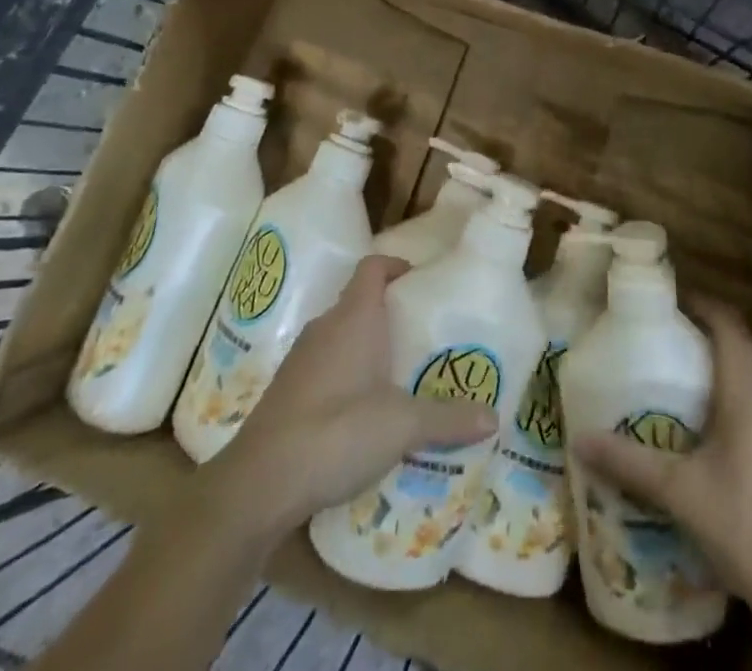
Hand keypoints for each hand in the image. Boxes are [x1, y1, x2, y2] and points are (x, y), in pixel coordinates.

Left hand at [211, 255, 496, 531]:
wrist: (257, 484)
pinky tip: (363, 410)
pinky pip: (324, 366)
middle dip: (389, 312)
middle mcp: (325, 328)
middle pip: (359, 301)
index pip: (373, 267)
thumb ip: (448, 419)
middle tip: (422, 333)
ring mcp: (301, 360)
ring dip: (367, 346)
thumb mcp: (402, 425)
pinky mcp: (286, 392)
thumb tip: (494, 417)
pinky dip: (345, 375)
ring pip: (340, 336)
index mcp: (354, 317)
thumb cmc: (336, 432)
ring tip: (400, 372)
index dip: (396, 266)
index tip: (420, 281)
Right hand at [573, 298, 751, 614]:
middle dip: (705, 340)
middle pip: (742, 348)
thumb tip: (580, 440)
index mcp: (751, 388)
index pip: (727, 322)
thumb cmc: (751, 528)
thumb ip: (631, 463)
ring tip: (687, 392)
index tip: (668, 302)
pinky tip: (724, 442)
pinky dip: (745, 406)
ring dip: (726, 376)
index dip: (700, 303)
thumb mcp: (683, 495)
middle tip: (666, 348)